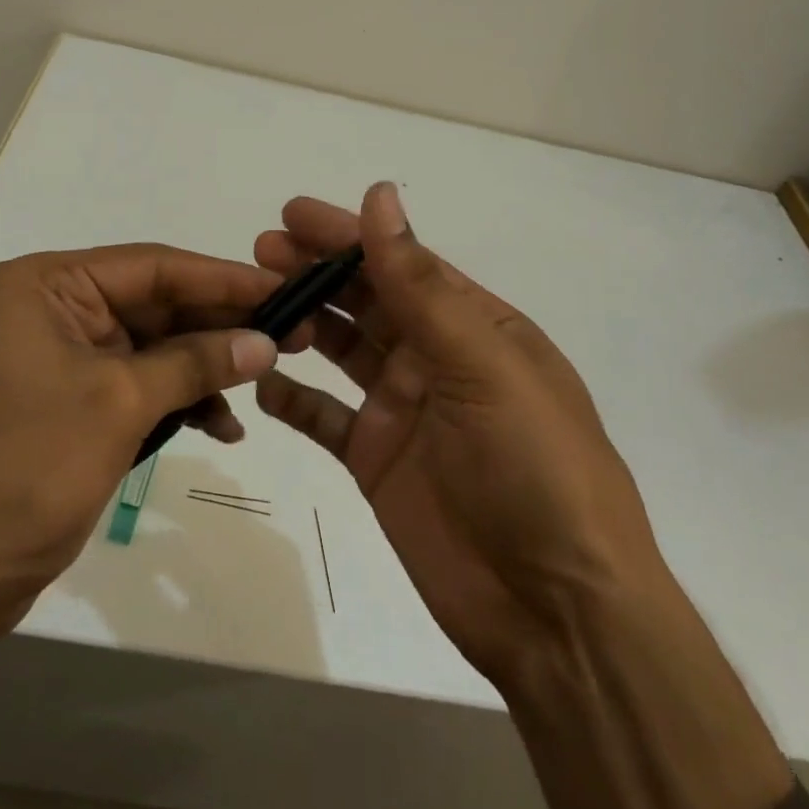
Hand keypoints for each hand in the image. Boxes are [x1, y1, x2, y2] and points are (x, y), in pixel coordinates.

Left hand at [0, 243, 290, 807]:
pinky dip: (176, 403)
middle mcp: (52, 310)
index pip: (154, 266)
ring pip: (151, 349)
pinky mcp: (68, 407)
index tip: (284, 288)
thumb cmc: (19, 469)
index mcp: (48, 286)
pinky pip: (136, 388)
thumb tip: (265, 341)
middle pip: (155, 305)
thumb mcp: (117, 404)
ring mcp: (59, 361)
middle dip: (219, 326)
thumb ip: (195, 363)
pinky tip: (221, 425)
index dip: (224, 278)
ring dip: (203, 369)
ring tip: (261, 384)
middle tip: (290, 335)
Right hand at [254, 183, 668, 688]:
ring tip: (253, 304)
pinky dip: (293, 398)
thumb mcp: (481, 364)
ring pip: (341, 350)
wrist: (556, 612)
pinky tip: (260, 381)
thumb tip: (380, 195)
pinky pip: (325, 417)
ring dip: (301, 323)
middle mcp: (437, 359)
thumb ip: (420, 284)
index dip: (348, 235)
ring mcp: (404, 410)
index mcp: (474, 326)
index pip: (402, 263)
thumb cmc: (534, 467)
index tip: (292, 212)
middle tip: (259, 250)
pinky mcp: (377, 460)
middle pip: (366, 301)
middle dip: (315, 271)